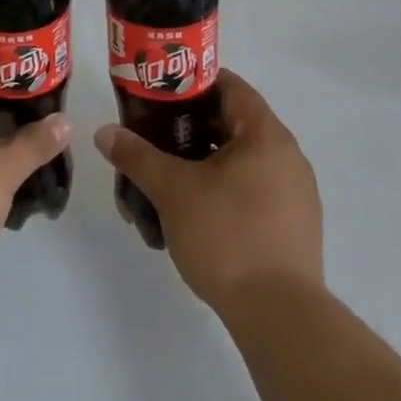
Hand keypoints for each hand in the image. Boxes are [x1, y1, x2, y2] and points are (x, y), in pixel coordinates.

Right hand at [94, 71, 321, 317]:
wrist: (280, 318)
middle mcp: (286, 155)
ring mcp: (295, 193)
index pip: (229, 86)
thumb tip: (105, 133)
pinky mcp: (293, 227)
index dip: (192, 83)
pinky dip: (222, 191)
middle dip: (189, 128)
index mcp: (265, 134)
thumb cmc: (227, 237)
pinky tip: (193, 215)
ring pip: (240, 161)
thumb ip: (137, 156)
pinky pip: (253, 191)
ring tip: (166, 181)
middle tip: (152, 136)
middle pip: (232, 124)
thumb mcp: (173, 191)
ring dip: (203, 164)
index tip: (159, 93)